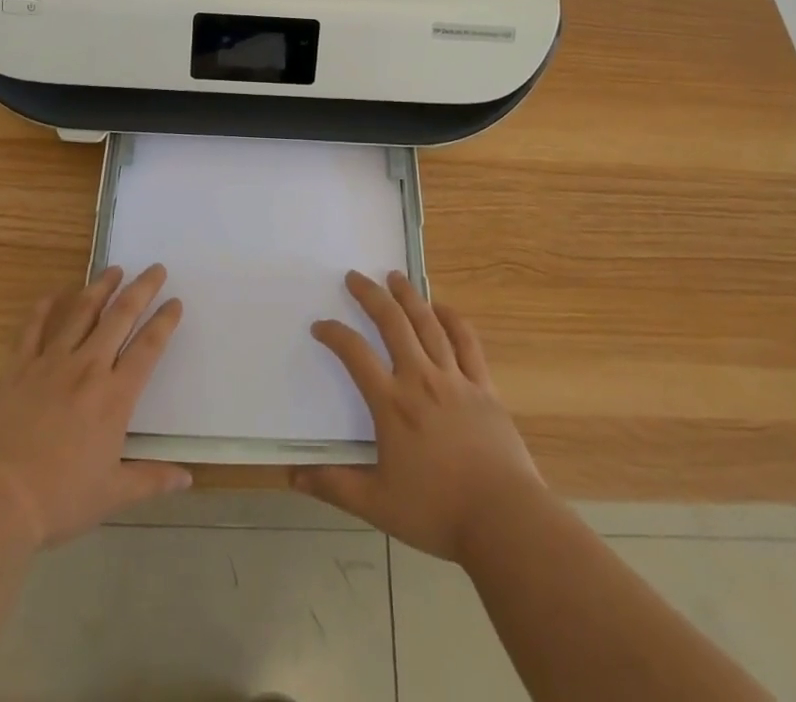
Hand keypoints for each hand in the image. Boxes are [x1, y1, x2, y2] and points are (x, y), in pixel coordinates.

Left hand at [0, 264, 189, 548]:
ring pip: (81, 313)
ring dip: (100, 288)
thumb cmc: (58, 501)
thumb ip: (151, 480)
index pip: (148, 347)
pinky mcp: (17, 369)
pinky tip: (52, 293)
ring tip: (113, 269)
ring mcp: (50, 364)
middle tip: (155, 268)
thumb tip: (188, 479)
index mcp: (115, 396)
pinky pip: (33, 329)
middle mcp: (87, 368)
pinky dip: (44, 308)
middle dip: (141, 289)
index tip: (175, 302)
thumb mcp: (112, 495)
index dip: (165, 321)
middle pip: (120, 317)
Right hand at [294, 269, 544, 564]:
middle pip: (393, 323)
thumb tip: (292, 476)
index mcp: (392, 404)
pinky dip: (452, 319)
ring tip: (395, 276)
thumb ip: (335, 486)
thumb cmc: (437, 512)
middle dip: (371, 295)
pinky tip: (442, 308)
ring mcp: (455, 379)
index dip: (334, 334)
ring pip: (428, 323)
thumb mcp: (378, 505)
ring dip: (409, 296)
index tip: (320, 325)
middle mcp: (421, 379)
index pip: (355, 355)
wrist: (504, 519)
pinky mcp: (484, 387)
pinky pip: (467, 342)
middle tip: (355, 276)